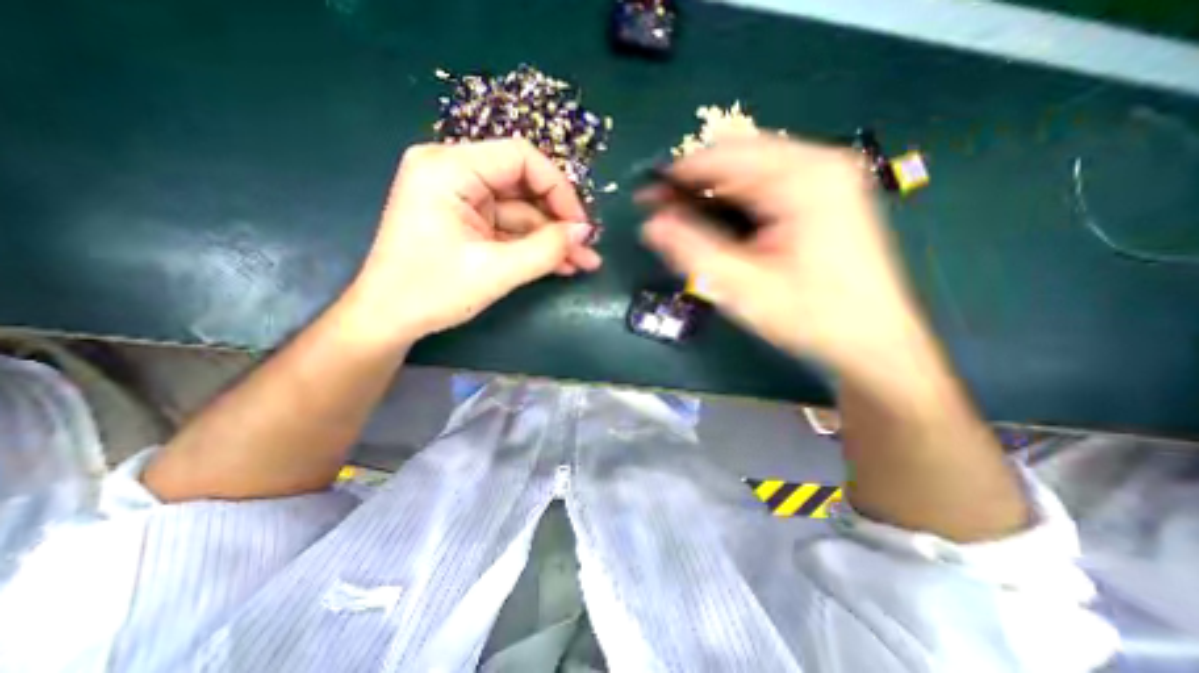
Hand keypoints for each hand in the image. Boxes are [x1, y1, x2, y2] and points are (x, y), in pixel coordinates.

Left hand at [345, 140, 600, 342]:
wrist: (388, 320)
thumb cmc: (431, 292)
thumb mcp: (496, 271)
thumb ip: (546, 249)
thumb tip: (584, 232)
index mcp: (449, 168)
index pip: (521, 158)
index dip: (559, 189)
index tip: (580, 226)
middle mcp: (454, 172)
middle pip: (524, 185)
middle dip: (559, 220)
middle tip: (586, 247)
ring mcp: (461, 198)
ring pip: (521, 211)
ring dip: (552, 238)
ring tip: (583, 263)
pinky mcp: (467, 221)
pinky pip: (510, 227)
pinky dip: (535, 246)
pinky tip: (561, 264)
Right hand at [641, 134, 929, 372]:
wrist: (870, 339)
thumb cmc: (809, 316)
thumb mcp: (742, 287)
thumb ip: (692, 251)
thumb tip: (651, 225)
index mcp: (801, 178)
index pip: (722, 157)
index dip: (677, 176)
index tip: (646, 197)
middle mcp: (817, 163)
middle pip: (736, 158)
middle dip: (694, 184)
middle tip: (662, 214)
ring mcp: (825, 177)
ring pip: (749, 170)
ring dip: (712, 193)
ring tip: (683, 221)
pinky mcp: (824, 195)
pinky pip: (766, 185)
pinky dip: (735, 200)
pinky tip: (719, 224)